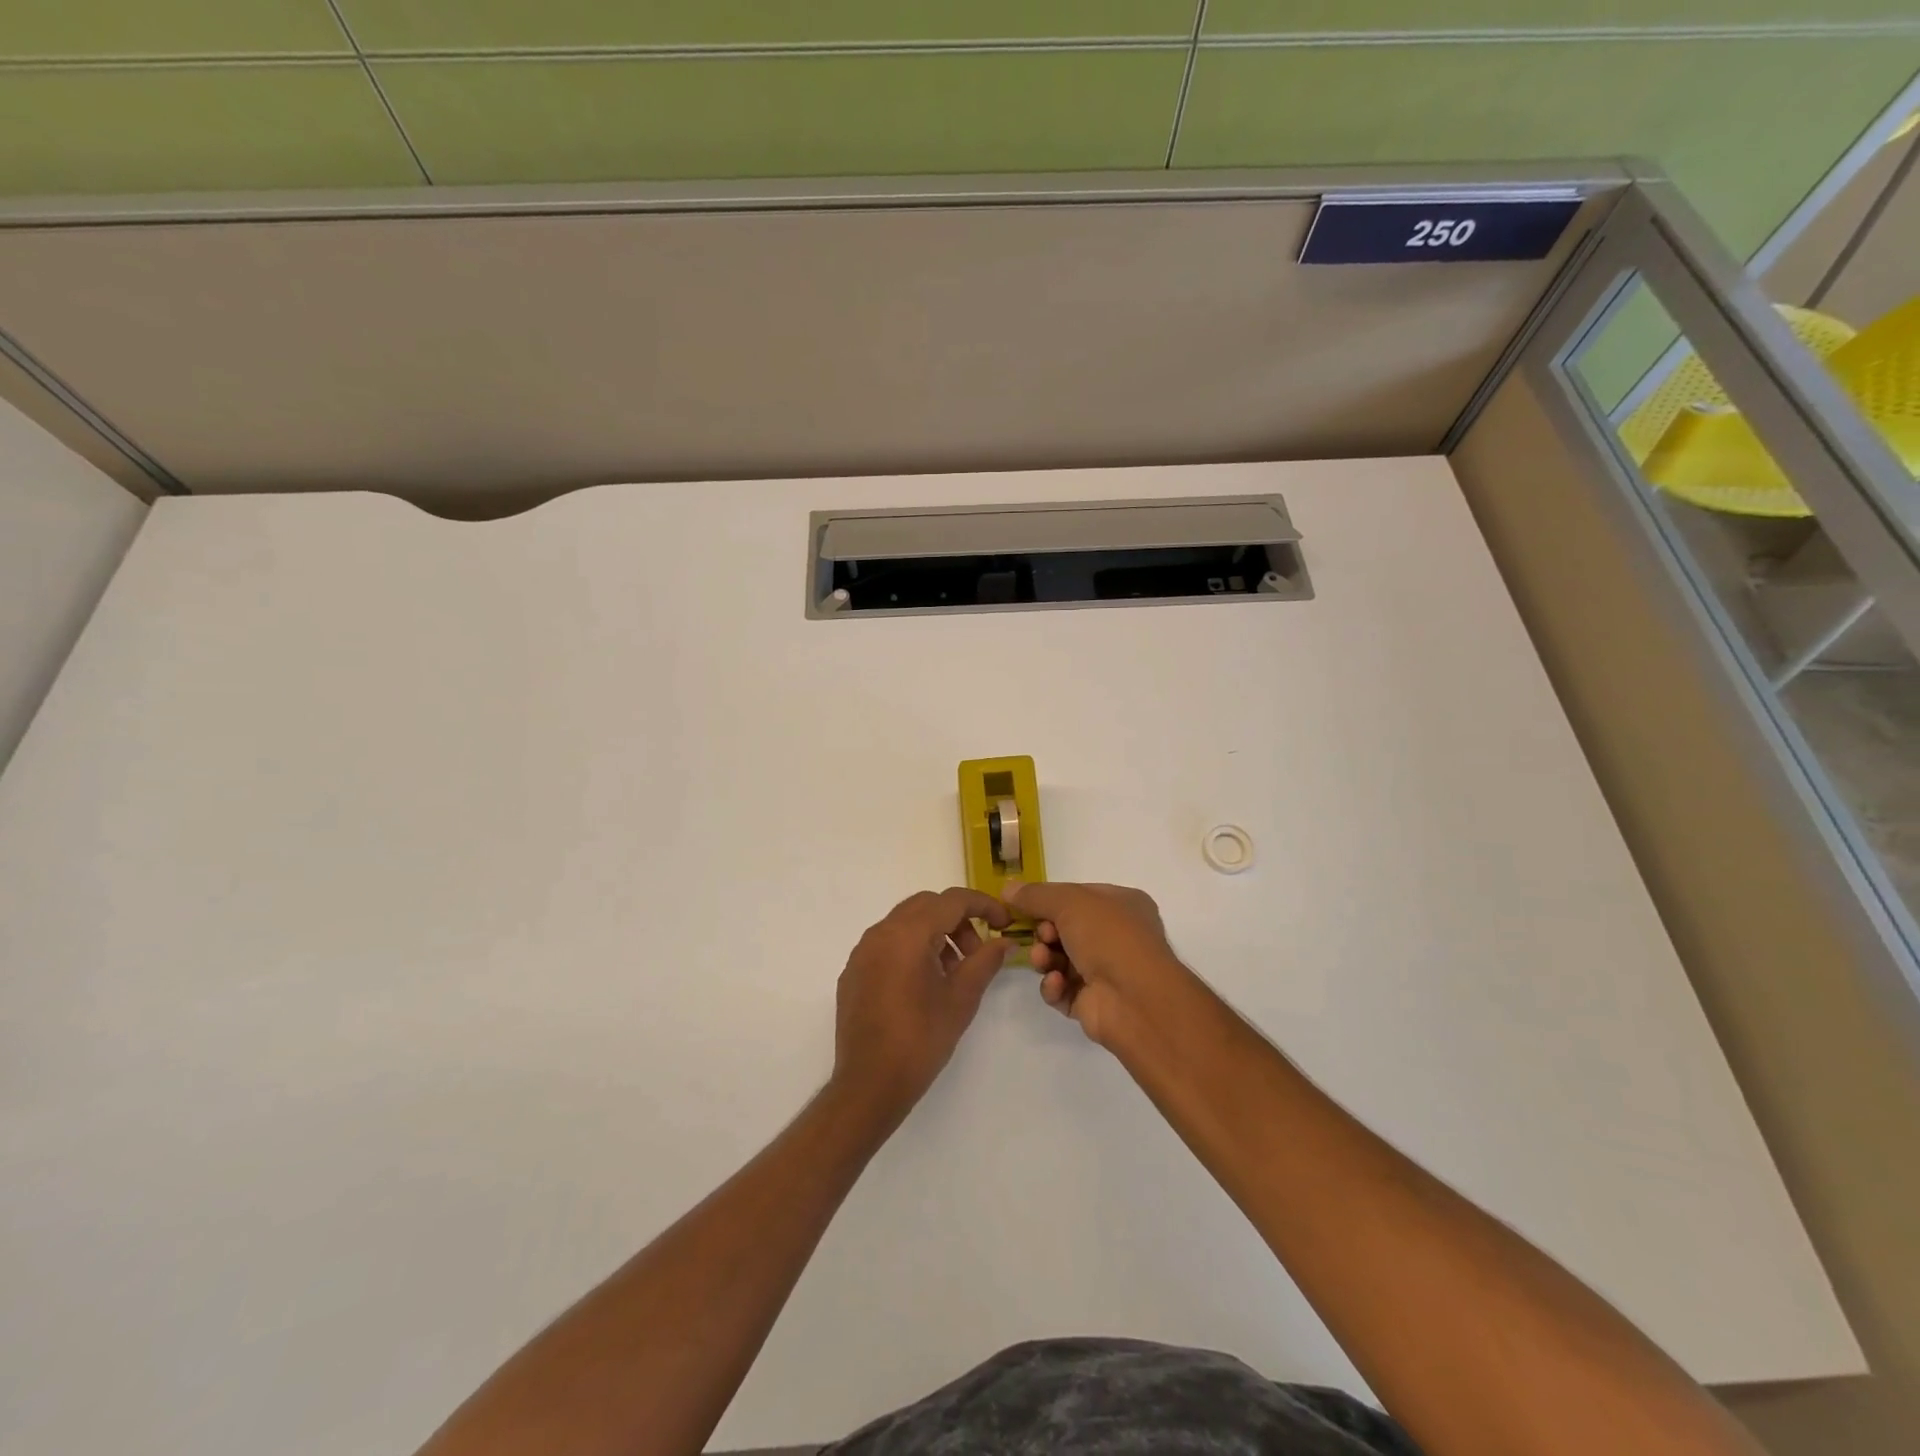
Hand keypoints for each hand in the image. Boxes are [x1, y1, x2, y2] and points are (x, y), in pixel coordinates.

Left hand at [831, 888, 1013, 1125]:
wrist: (869, 1084)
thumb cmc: (920, 1040)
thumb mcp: (961, 999)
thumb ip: (985, 962)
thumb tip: (1004, 942)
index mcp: (907, 934)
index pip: (951, 900)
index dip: (983, 906)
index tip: (1005, 923)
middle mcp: (880, 933)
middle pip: (927, 905)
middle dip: (958, 920)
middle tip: (977, 951)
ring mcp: (862, 951)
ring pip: (905, 922)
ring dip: (935, 933)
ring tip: (953, 971)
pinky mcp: (854, 972)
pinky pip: (887, 943)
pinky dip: (912, 948)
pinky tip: (924, 983)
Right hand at [1004, 880, 1192, 1047]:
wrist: (1135, 999)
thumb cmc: (1109, 937)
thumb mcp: (1070, 902)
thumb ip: (1036, 895)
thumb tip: (1007, 888)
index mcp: (1122, 905)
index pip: (1077, 896)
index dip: (1049, 901)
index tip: (1023, 906)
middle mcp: (1116, 936)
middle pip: (1064, 929)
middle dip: (1045, 932)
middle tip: (1043, 936)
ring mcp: (1105, 971)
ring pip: (1059, 959)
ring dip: (1045, 958)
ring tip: (1044, 960)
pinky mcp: (1092, 1003)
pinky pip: (1061, 989)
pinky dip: (1054, 985)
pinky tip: (1057, 983)